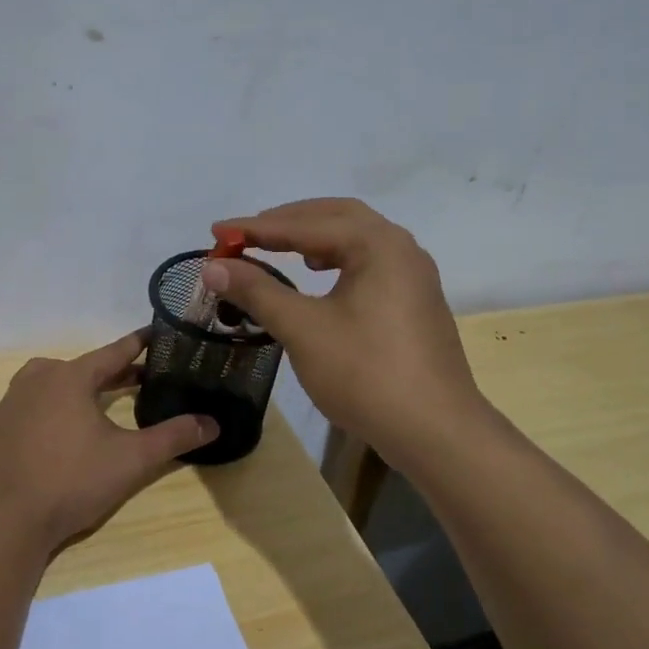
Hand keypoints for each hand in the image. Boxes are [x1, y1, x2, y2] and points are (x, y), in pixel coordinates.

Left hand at [0, 331, 218, 555]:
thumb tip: (212, 423)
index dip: (139, 343)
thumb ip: (173, 438)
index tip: (158, 334)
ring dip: (81, 388)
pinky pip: (32, 405)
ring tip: (103, 402)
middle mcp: (37, 379)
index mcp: (69, 377)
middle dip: (114, 372)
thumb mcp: (131, 460)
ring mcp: (11, 403)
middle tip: (142, 378)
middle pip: (83, 367)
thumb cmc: (71, 482)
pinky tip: (64, 432)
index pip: (113, 351)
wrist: (5, 520)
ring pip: (54, 383)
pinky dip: (54, 408)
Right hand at [202, 198, 490, 469]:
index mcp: (378, 244)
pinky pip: (368, 263)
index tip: (217, 232)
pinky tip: (320, 279)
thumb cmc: (366, 373)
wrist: (435, 431)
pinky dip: (336, 259)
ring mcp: (413, 276)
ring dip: (314, 238)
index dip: (255, 227)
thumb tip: (213, 266)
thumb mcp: (303, 329)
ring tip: (280, 249)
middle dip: (289, 222)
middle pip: (337, 217)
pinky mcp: (415, 303)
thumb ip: (257, 291)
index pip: (306, 223)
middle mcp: (401, 248)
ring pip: (356, 240)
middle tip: (248, 234)